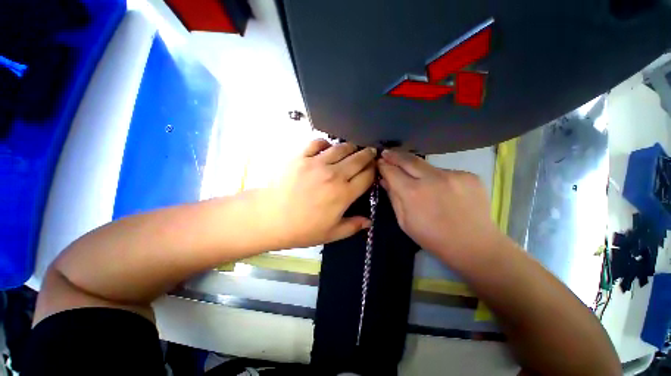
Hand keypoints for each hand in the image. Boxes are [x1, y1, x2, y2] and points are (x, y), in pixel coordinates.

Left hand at [261, 139, 376, 248]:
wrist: (271, 218)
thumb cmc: (302, 229)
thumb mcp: (331, 234)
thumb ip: (353, 226)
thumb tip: (369, 222)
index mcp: (343, 194)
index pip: (367, 176)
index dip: (373, 171)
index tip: (374, 169)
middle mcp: (334, 175)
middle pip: (358, 159)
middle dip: (367, 155)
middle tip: (370, 153)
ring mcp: (316, 163)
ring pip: (341, 148)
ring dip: (350, 147)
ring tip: (352, 148)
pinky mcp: (301, 157)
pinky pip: (317, 142)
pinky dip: (325, 143)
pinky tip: (327, 147)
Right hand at [377, 150, 503, 268]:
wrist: (474, 245)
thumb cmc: (433, 238)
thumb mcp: (404, 222)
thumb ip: (393, 197)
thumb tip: (385, 180)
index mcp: (413, 193)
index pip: (392, 171)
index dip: (384, 166)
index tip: (379, 162)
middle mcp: (432, 178)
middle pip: (408, 159)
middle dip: (395, 155)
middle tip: (387, 153)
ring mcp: (453, 174)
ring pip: (427, 166)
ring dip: (417, 169)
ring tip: (416, 178)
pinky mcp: (468, 175)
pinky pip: (444, 172)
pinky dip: (437, 177)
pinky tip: (441, 189)